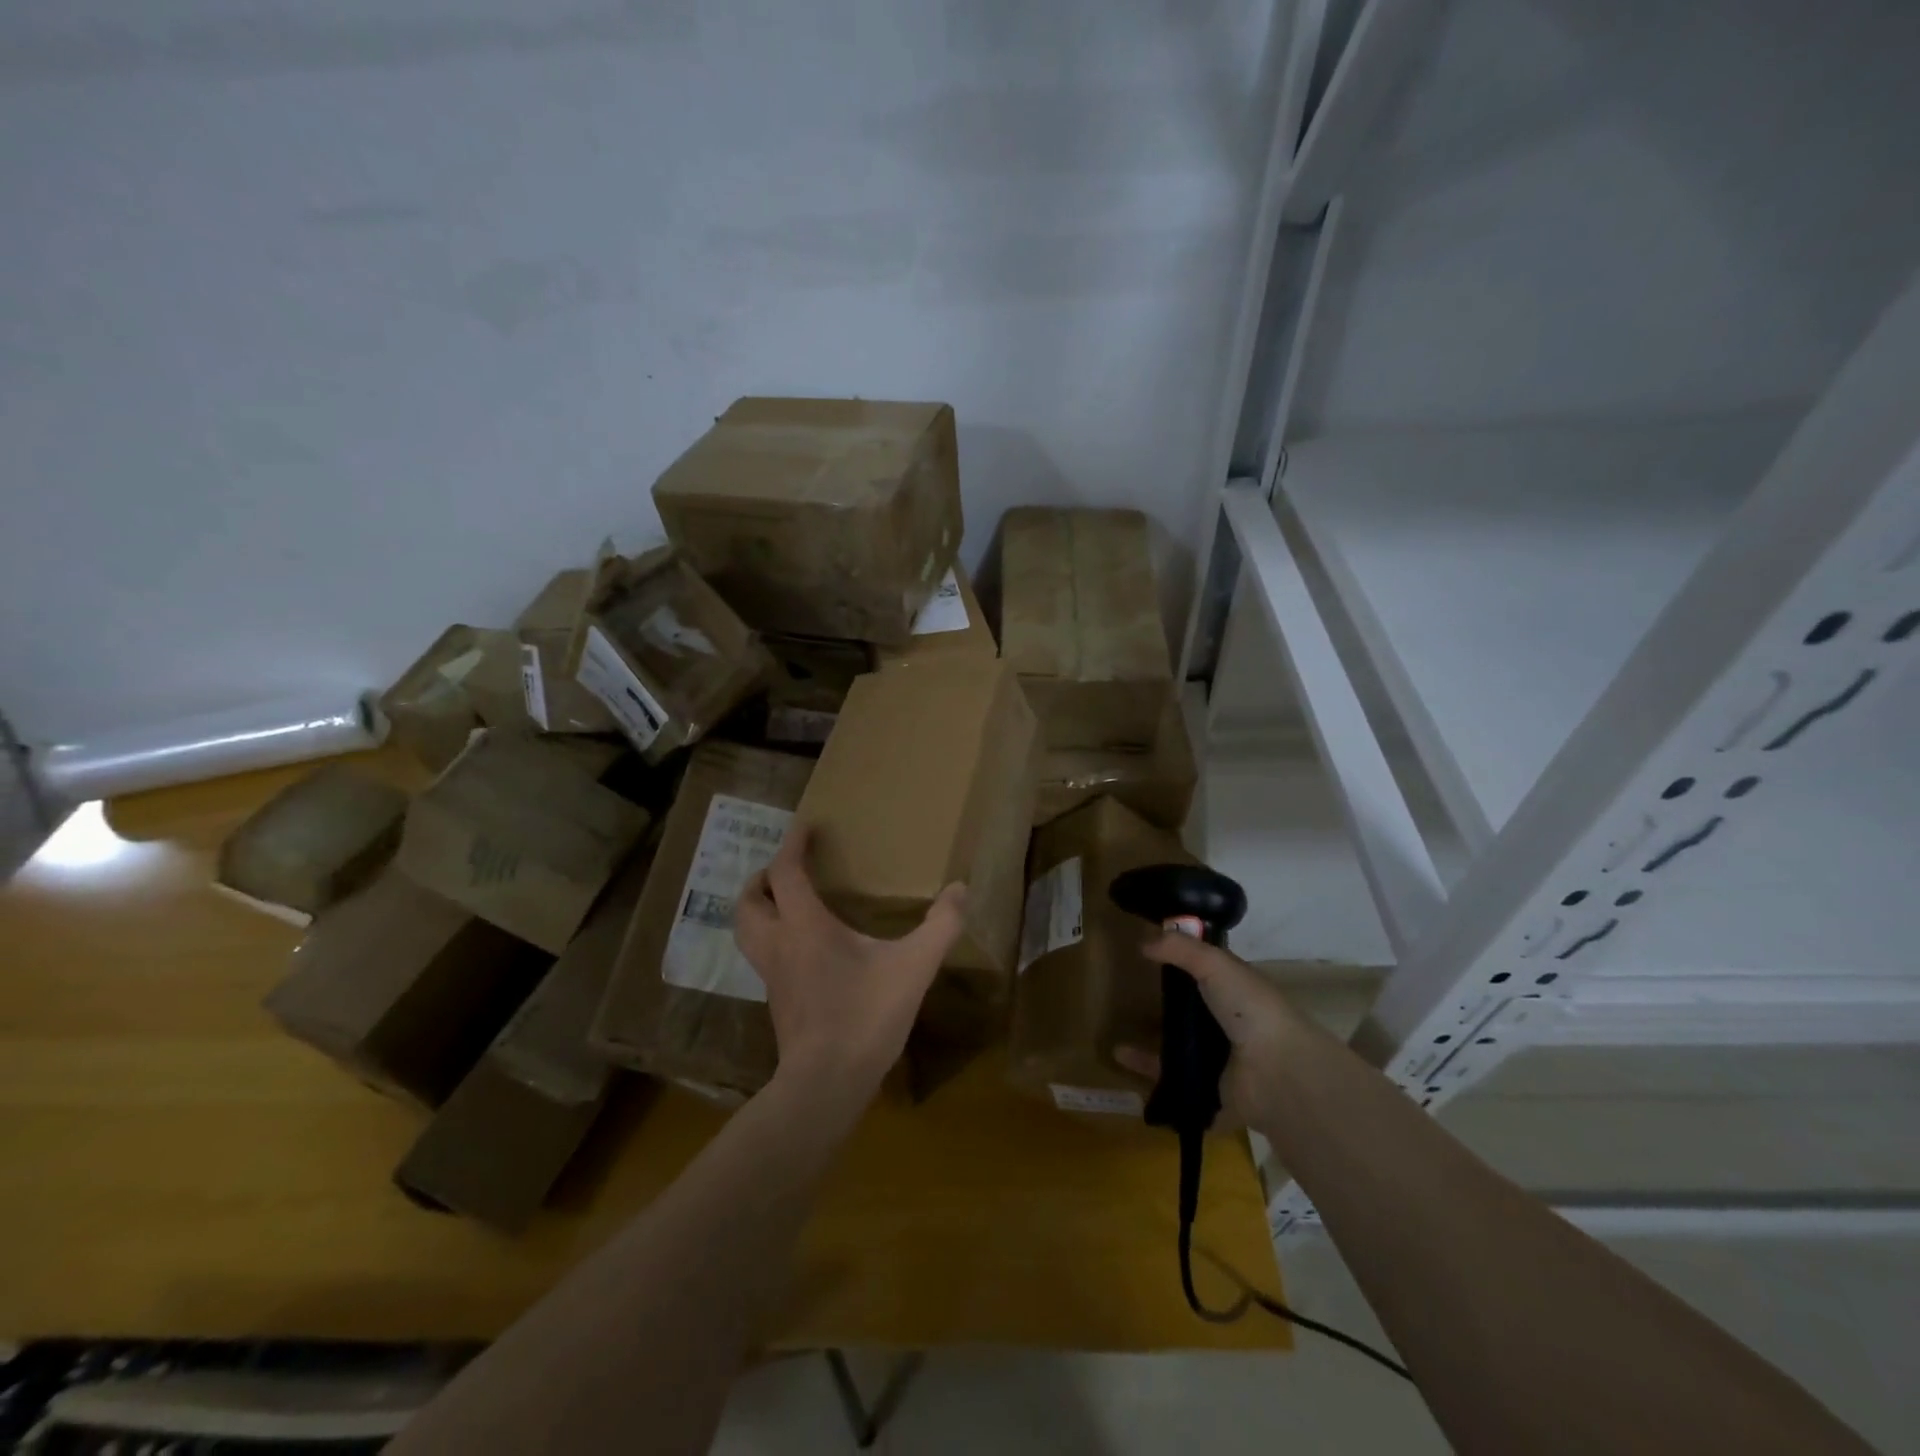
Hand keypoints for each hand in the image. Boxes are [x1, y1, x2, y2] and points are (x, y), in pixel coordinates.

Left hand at [735, 823, 967, 1110]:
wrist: (826, 1084)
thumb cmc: (865, 1017)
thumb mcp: (913, 968)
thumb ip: (940, 927)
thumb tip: (961, 889)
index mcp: (805, 926)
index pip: (785, 872)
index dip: (792, 844)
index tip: (805, 826)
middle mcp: (779, 945)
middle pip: (748, 901)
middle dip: (761, 879)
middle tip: (786, 870)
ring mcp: (772, 976)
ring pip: (746, 931)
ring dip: (758, 909)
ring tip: (784, 903)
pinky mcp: (776, 1001)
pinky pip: (761, 956)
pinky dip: (770, 938)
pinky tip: (800, 949)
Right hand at [1116, 932, 1316, 1134]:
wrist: (1276, 1073)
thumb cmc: (1250, 1010)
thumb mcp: (1216, 964)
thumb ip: (1181, 948)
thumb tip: (1144, 942)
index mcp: (1235, 994)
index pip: (1205, 976)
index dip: (1181, 965)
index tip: (1149, 956)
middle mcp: (1227, 1027)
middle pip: (1188, 1015)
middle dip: (1162, 1008)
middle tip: (1127, 996)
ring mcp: (1217, 1061)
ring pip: (1176, 1048)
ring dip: (1149, 1040)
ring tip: (1119, 1028)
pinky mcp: (1205, 1091)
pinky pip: (1169, 1078)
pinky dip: (1145, 1069)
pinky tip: (1120, 1056)